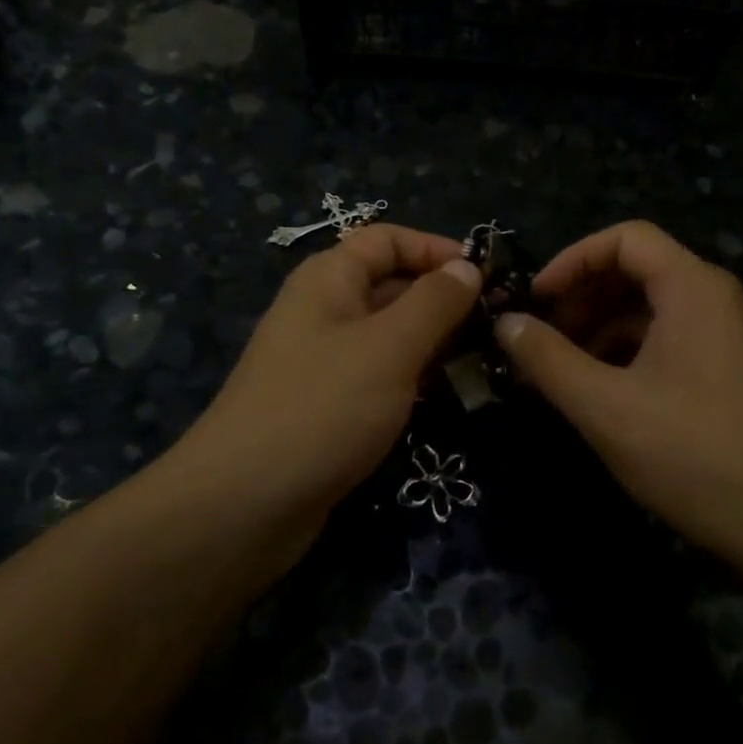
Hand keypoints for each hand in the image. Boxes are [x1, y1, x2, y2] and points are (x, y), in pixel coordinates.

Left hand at [169, 225, 481, 536]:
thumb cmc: (323, 407)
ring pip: (389, 335)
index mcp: (329, 279)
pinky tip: (448, 397)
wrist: (245, 504)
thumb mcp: (389, 346)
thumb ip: (434, 302)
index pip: (387, 239)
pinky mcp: (329, 406)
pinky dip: (413, 379)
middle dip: (443, 300)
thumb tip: (467, 267)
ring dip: (434, 343)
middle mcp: (324, 311)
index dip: (435, 249)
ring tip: (484, 361)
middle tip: (498, 326)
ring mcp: (324, 361)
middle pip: (390, 285)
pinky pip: (380, 376)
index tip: (485, 277)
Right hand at [493, 221, 742, 562]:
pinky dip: (626, 353)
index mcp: (692, 288)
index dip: (572, 260)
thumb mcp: (605, 406)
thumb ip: (547, 359)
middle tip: (540, 338)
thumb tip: (505, 323)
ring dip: (600, 329)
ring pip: (650, 310)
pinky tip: (600, 392)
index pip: (625, 239)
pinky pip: (667, 340)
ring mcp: (726, 336)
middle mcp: (714, 299)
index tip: (535, 300)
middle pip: (637, 271)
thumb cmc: (692, 453)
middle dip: (582, 297)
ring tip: (561, 371)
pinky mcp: (727, 372)